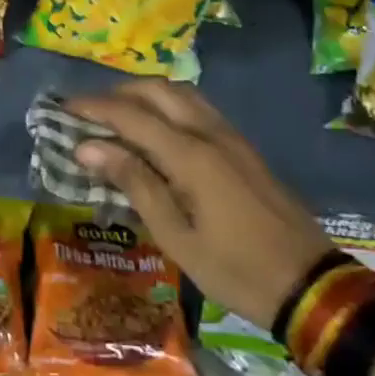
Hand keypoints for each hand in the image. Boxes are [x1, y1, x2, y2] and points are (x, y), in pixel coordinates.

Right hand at [65, 82, 333, 326]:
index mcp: (191, 155)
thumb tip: (89, 147)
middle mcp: (210, 133)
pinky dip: (168, 105)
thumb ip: (134, 183)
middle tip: (88, 112)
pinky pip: (198, 108)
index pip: (131, 115)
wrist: (311, 285)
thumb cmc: (235, 269)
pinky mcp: (243, 147)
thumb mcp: (176, 236)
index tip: (63, 109)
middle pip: (157, 90)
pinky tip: (156, 129)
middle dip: (118, 93)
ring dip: (144, 94)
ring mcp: (231, 137)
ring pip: (181, 93)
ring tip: (117, 116)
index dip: (94, 108)